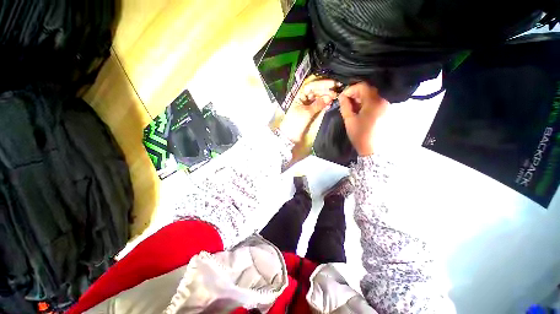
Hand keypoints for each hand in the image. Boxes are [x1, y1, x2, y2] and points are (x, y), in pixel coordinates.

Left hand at [279, 79, 337, 143]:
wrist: (290, 136)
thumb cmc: (296, 122)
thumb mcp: (307, 112)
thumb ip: (318, 104)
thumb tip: (329, 97)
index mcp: (299, 96)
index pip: (311, 86)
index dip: (322, 84)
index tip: (332, 84)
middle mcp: (303, 99)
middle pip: (315, 92)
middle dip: (325, 91)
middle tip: (335, 93)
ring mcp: (307, 106)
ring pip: (317, 99)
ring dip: (325, 98)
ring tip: (333, 99)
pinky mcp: (310, 113)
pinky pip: (318, 106)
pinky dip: (323, 105)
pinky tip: (329, 104)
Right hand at [338, 82, 388, 155]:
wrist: (372, 149)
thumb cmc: (359, 135)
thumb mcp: (349, 120)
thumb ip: (345, 106)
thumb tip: (342, 96)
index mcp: (374, 102)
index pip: (362, 87)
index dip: (350, 89)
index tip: (342, 97)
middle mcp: (383, 101)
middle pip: (368, 90)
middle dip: (355, 94)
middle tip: (345, 102)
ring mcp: (386, 106)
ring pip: (372, 96)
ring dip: (360, 98)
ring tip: (351, 107)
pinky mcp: (386, 111)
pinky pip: (375, 102)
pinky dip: (366, 103)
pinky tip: (359, 110)